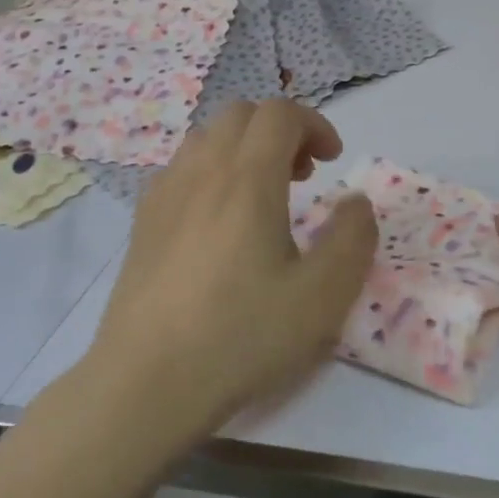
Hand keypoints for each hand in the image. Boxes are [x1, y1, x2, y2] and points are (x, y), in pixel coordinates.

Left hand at [81, 101, 377, 444]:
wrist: (147, 384)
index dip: (315, 124)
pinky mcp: (143, 222)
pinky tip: (220, 222)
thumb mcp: (323, 296)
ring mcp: (165, 194)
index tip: (332, 163)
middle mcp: (202, 172)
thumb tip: (354, 203)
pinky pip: (182, 168)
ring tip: (263, 196)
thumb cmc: (242, 335)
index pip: (281, 113)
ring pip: (207, 137)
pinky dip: (212, 171)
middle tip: (303, 175)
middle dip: (281, 130)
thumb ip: (352, 238)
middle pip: (242, 114)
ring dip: (244, 148)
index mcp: (247, 179)